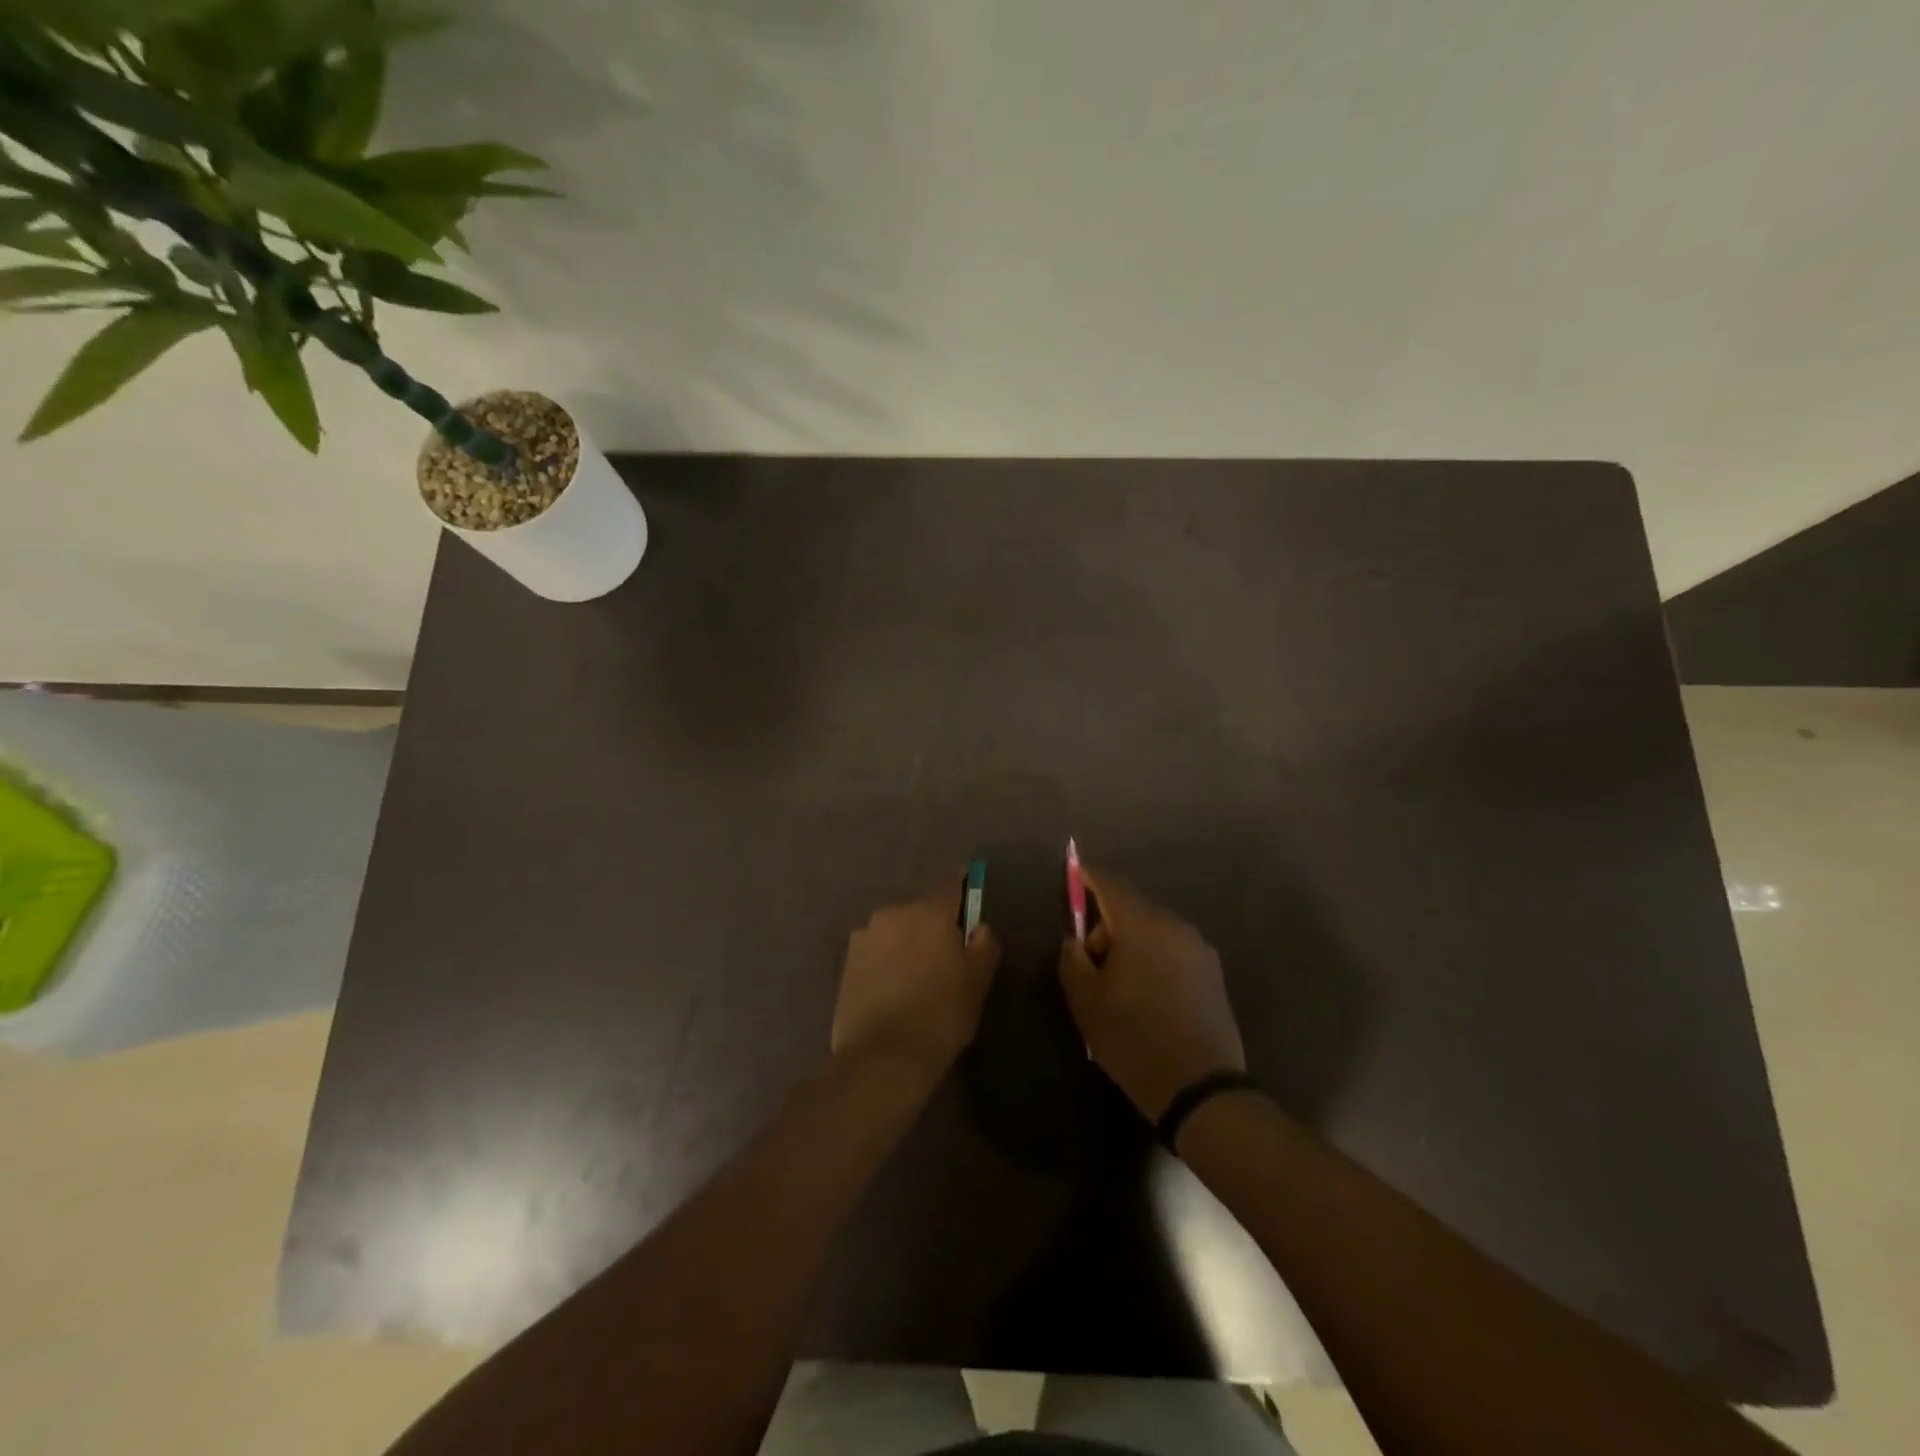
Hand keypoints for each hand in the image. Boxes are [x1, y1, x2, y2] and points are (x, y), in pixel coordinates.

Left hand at [832, 880, 1002, 1081]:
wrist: (881, 1058)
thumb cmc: (939, 1016)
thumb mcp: (977, 983)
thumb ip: (984, 946)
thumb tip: (979, 927)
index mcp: (928, 912)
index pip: (950, 885)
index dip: (963, 884)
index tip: (969, 884)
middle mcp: (893, 913)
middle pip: (921, 911)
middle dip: (934, 924)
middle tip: (947, 953)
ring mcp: (865, 936)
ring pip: (896, 930)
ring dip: (908, 942)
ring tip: (918, 975)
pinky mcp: (846, 962)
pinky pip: (877, 950)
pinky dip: (887, 960)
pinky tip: (894, 988)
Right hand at [1058, 867, 1244, 1119]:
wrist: (1200, 1087)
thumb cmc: (1133, 1038)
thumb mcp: (1086, 1001)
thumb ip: (1073, 960)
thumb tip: (1077, 941)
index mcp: (1141, 925)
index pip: (1110, 884)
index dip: (1089, 875)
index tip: (1075, 869)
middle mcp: (1174, 926)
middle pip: (1133, 908)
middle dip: (1108, 924)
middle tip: (1092, 963)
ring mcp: (1199, 949)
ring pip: (1154, 929)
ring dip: (1132, 943)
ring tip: (1120, 985)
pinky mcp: (1213, 973)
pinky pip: (1173, 950)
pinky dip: (1154, 957)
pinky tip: (1148, 995)